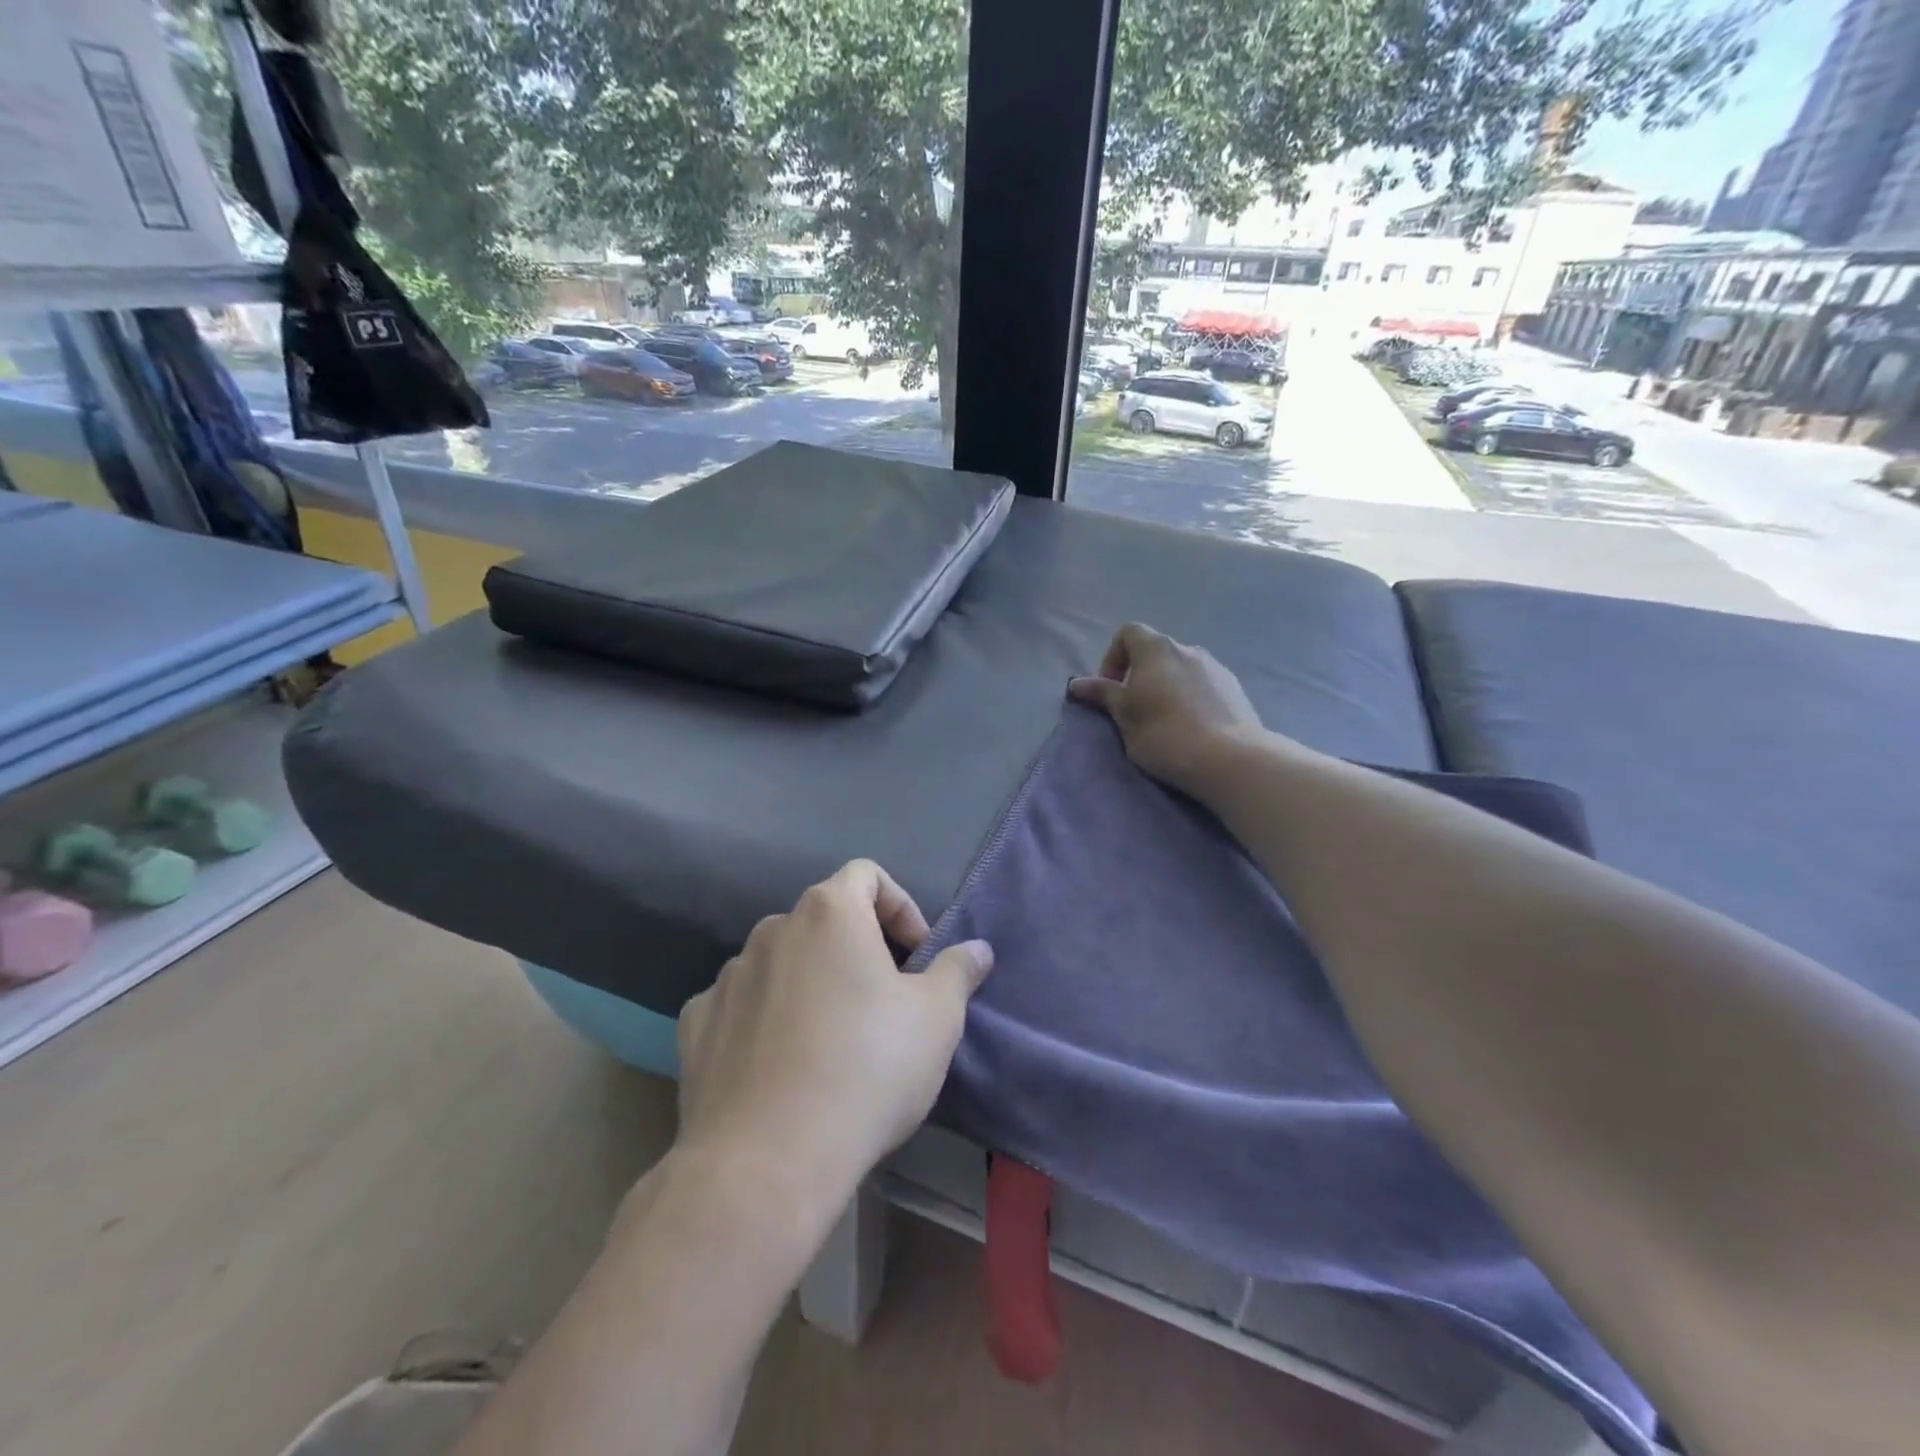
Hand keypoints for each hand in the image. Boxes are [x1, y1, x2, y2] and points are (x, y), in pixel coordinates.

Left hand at [674, 860, 993, 1208]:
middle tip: (884, 1004)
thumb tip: (978, 949)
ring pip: (783, 963)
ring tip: (832, 1042)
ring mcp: (727, 977)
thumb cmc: (867, 1070)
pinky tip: (781, 1066)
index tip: (917, 959)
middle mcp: (771, 930)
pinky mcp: (696, 1027)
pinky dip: (765, 1019)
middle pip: (825, 921)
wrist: (766, 1163)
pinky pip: (741, 1006)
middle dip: (859, 951)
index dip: (900, 908)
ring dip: (811, 983)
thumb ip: (957, 972)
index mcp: (828, 912)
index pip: (867, 875)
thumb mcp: (937, 1019)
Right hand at [1068, 624, 1263, 792]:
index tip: (1111, 689)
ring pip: (1181, 669)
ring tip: (1165, 720)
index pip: (1128, 633)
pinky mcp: (1235, 689)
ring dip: (1167, 686)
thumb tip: (1076, 683)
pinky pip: (1203, 685)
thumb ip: (1102, 694)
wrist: (1228, 758)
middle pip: (1156, 652)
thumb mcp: (1124, 715)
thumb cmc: (1164, 734)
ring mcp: (1216, 667)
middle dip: (1140, 674)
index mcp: (1156, 649)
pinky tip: (1193, 726)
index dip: (1113, 657)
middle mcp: (1188, 648)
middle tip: (1135, 709)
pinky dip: (1191, 697)